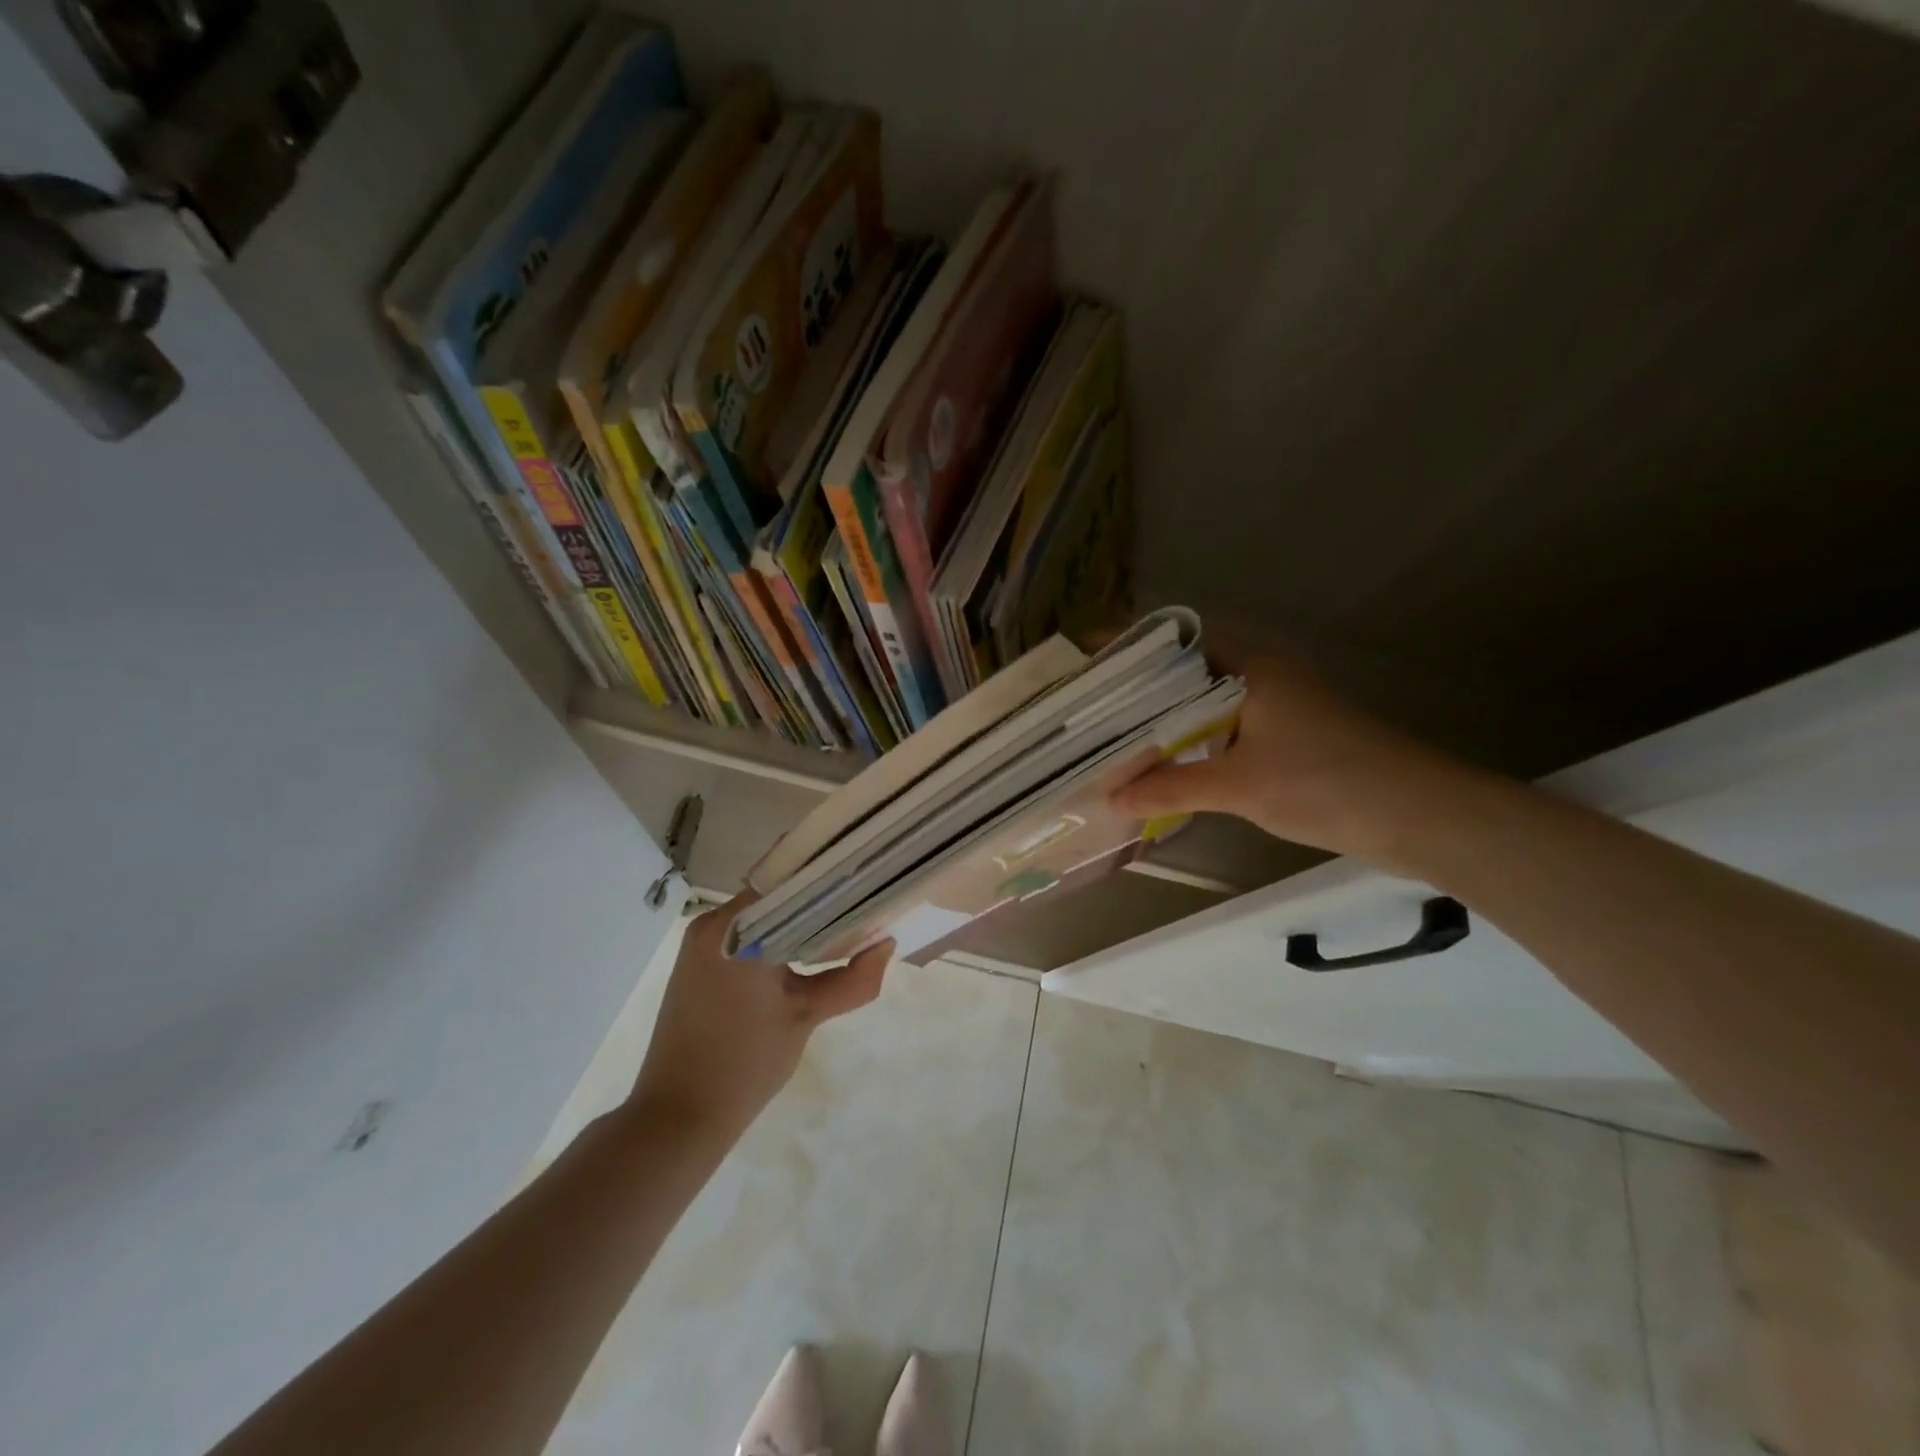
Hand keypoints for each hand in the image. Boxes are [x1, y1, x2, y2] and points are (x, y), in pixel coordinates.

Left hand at [629, 893, 892, 1141]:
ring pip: (763, 916)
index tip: (867, 887)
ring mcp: (700, 943)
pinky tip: (806, 954)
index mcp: (735, 929)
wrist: (678, 1117)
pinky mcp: (698, 963)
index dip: (832, 883)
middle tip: (864, 910)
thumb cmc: (746, 1064)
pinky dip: (777, 939)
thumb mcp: (807, 1016)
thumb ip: (853, 979)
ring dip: (799, 922)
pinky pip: (746, 935)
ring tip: (844, 931)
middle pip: (778, 897)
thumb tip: (887, 945)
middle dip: (820, 904)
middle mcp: (712, 924)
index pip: (794, 882)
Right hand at [1112, 645, 1476, 871]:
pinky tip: (1168, 764)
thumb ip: (1172, 787)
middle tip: (1090, 707)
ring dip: (1167, 719)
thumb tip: (1111, 795)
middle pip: (1188, 672)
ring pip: (1206, 703)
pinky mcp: (1289, 736)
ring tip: (1115, 735)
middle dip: (1141, 689)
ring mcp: (1279, 705)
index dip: (1133, 650)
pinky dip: (1194, 741)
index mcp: (1252, 667)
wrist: (1420, 815)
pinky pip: (1226, 728)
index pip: (1178, 643)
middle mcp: (1263, 675)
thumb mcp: (1240, 786)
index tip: (1088, 663)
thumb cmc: (1326, 783)